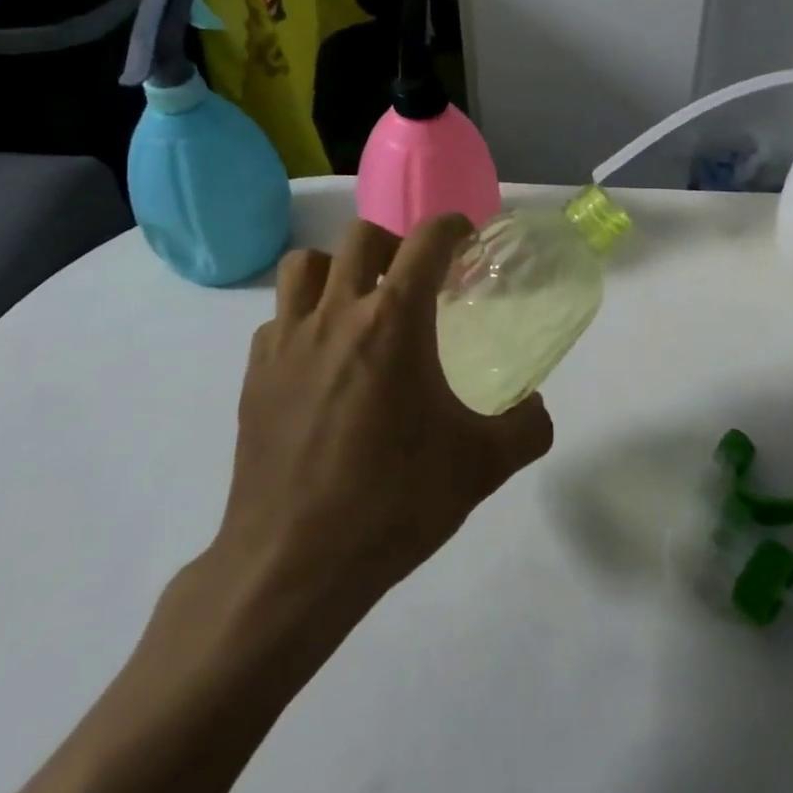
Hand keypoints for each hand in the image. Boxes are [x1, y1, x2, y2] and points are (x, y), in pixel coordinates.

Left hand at [191, 215, 553, 627]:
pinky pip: (279, 318)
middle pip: (361, 236)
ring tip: (360, 305)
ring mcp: (287, 341)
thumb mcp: (481, 467)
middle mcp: (337, 314)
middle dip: (396, 244)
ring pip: (306, 265)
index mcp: (393, 321)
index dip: (451, 227)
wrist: (293, 565)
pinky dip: (304, 319)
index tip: (466, 239)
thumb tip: (537, 409)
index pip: (426, 240)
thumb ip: (526, 428)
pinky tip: (321, 360)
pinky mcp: (255, 373)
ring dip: (338, 269)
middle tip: (415, 280)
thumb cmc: (392, 503)